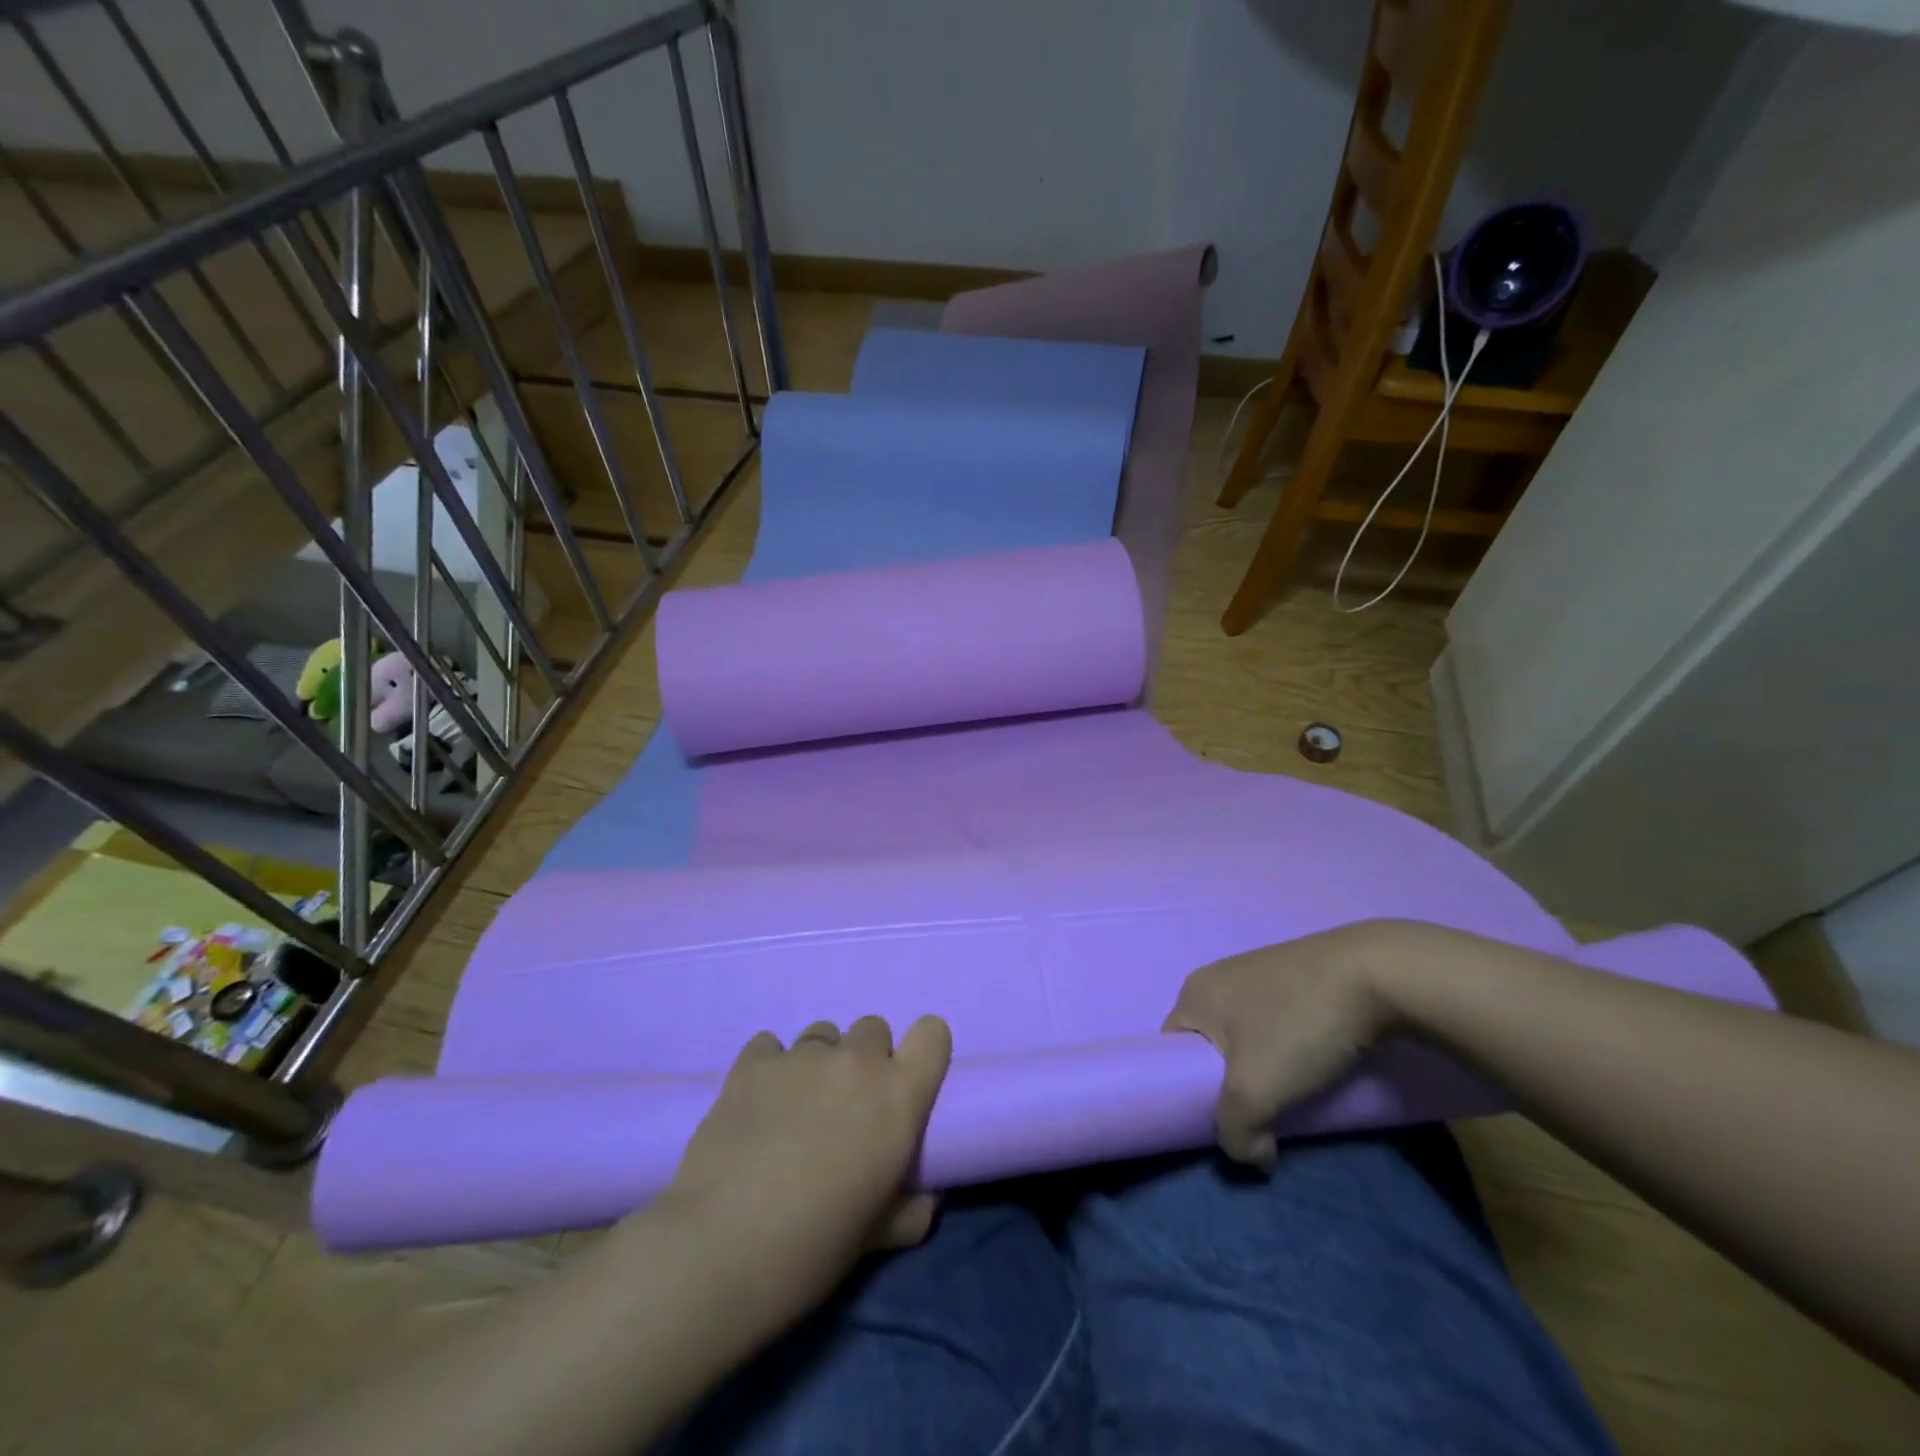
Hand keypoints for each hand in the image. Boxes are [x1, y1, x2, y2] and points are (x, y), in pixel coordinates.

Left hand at [657, 1015, 952, 1320]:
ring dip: (820, 1063)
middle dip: (867, 1061)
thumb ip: (911, 1208)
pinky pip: (771, 1044)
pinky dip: (771, 1066)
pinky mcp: (752, 1062)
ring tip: (797, 1108)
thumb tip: (924, 1197)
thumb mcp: (879, 1237)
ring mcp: (801, 1056)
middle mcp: (855, 1061)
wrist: (720, 1249)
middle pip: (874, 1029)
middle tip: (847, 1108)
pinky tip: (757, 1103)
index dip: (923, 1052)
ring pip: (824, 1034)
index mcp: (898, 1095)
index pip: (933, 1032)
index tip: (907, 1083)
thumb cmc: (814, 1248)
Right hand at [1165, 922, 1413, 1167]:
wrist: (1377, 973)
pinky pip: (1278, 1022)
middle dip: (1233, 1084)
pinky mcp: (1295, 974)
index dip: (1189, 1090)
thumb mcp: (1255, 1090)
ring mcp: (1258, 971)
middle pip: (1212, 1047)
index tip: (1225, 1118)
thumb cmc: (1298, 1025)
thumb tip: (1252, 1155)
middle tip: (1263, 1113)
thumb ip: (1236, 1132)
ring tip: (1296, 1092)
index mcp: (1194, 993)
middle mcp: (1218, 976)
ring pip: (1249, 1037)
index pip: (1172, 1052)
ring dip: (1266, 1069)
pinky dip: (1290, 1048)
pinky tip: (1317, 1062)